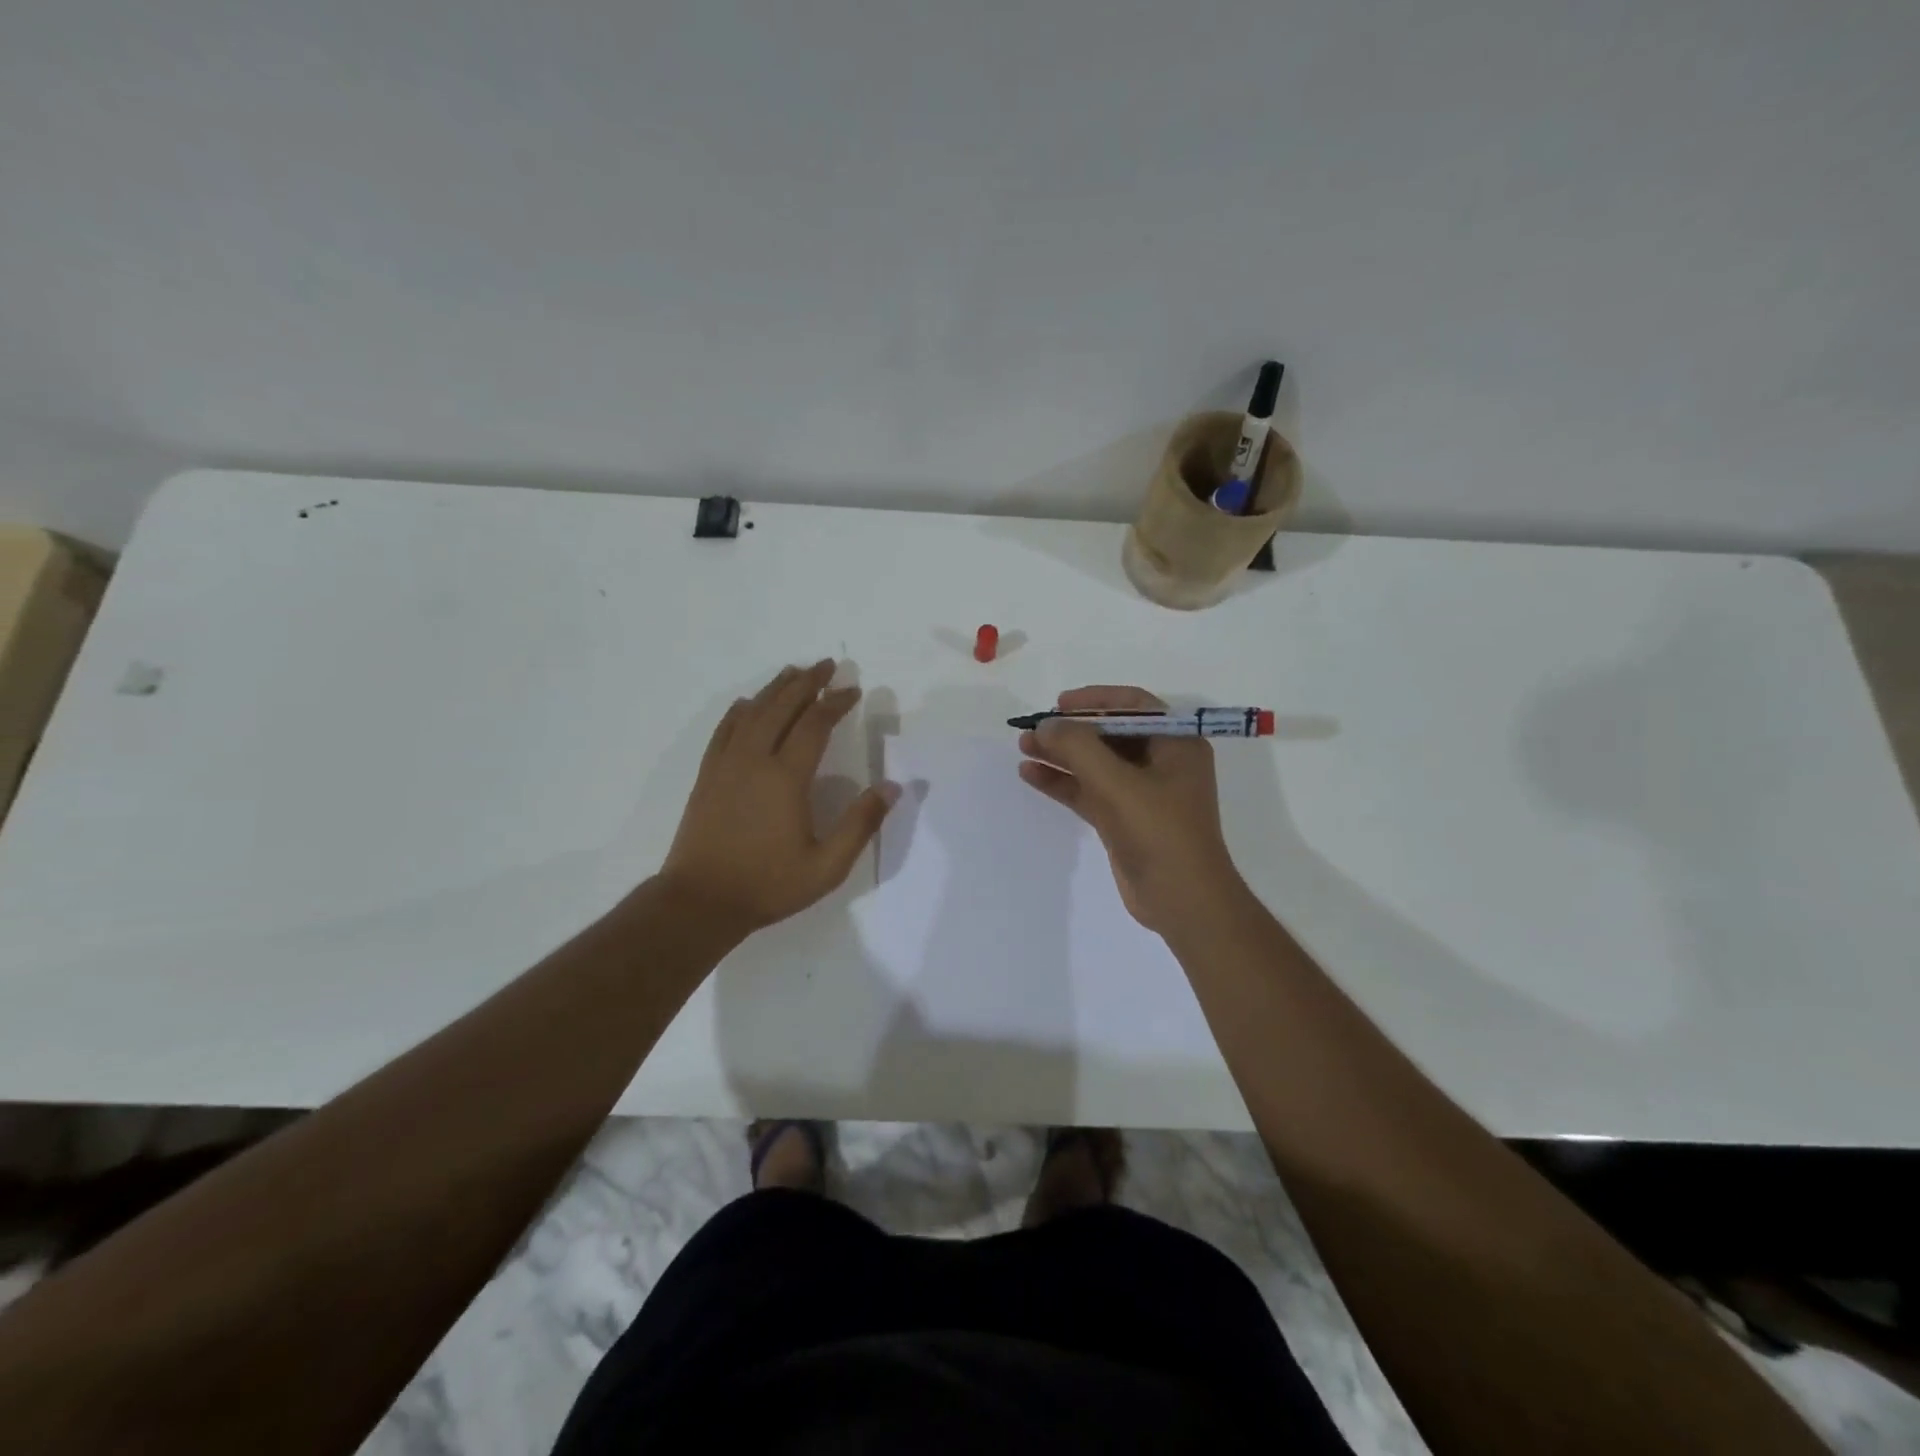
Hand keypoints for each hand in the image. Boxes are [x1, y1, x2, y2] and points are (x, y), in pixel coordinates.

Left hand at [661, 661, 897, 937]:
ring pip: (752, 712)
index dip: (835, 703)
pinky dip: (740, 710)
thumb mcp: (826, 866)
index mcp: (786, 778)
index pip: (814, 725)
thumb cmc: (768, 884)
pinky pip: (724, 730)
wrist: (700, 901)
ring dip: (775, 689)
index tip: (853, 689)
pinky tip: (747, 703)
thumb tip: (892, 788)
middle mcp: (754, 760)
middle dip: (806, 683)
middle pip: (781, 707)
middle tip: (826, 664)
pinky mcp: (708, 775)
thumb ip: (860, 824)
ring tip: (794, 672)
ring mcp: (726, 765)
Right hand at [1017, 686, 1240, 933]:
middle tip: (1033, 729)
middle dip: (1070, 731)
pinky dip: (1063, 782)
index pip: (1133, 705)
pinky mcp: (1124, 819)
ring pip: (1095, 764)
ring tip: (1023, 748)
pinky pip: (1089, 790)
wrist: (1182, 900)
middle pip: (1109, 734)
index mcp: (1176, 744)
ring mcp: (1143, 793)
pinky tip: (1031, 775)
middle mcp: (1162, 762)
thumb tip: (1046, 725)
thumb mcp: (1116, 783)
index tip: (1059, 704)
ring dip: (1061, 755)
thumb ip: (1078, 747)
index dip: (1095, 700)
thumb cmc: (1159, 832)